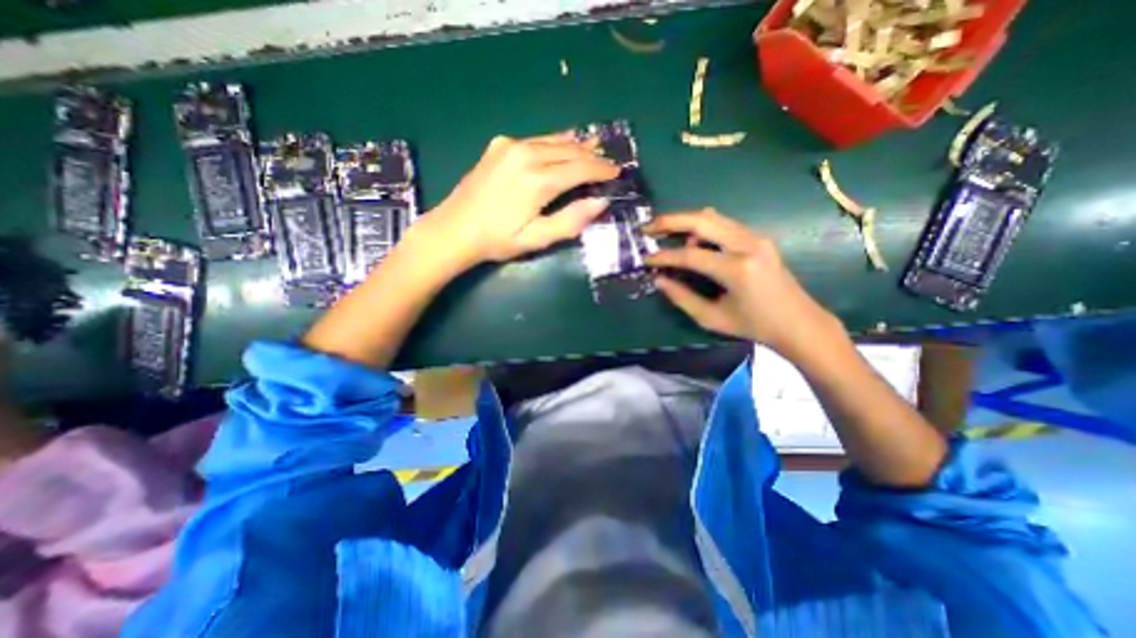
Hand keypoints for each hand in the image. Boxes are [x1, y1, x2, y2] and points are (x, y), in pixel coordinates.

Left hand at [415, 132, 617, 264]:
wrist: (455, 229)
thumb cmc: (498, 240)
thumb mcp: (537, 239)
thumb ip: (571, 220)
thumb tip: (600, 202)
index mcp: (538, 180)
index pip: (581, 168)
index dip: (602, 170)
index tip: (617, 172)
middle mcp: (527, 154)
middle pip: (570, 150)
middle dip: (593, 156)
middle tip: (609, 163)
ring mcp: (511, 145)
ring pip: (555, 141)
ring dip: (576, 146)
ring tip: (594, 149)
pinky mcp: (500, 145)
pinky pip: (537, 140)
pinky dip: (556, 143)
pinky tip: (563, 146)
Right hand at [642, 209, 835, 359]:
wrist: (798, 322)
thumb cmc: (754, 326)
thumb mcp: (712, 318)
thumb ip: (682, 298)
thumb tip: (659, 280)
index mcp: (737, 269)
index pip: (690, 255)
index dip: (664, 256)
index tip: (645, 260)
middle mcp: (748, 245)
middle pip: (702, 220)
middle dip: (670, 221)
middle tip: (647, 228)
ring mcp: (756, 237)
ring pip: (713, 217)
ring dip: (685, 222)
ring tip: (665, 234)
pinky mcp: (759, 238)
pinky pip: (724, 223)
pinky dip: (702, 227)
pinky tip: (691, 239)